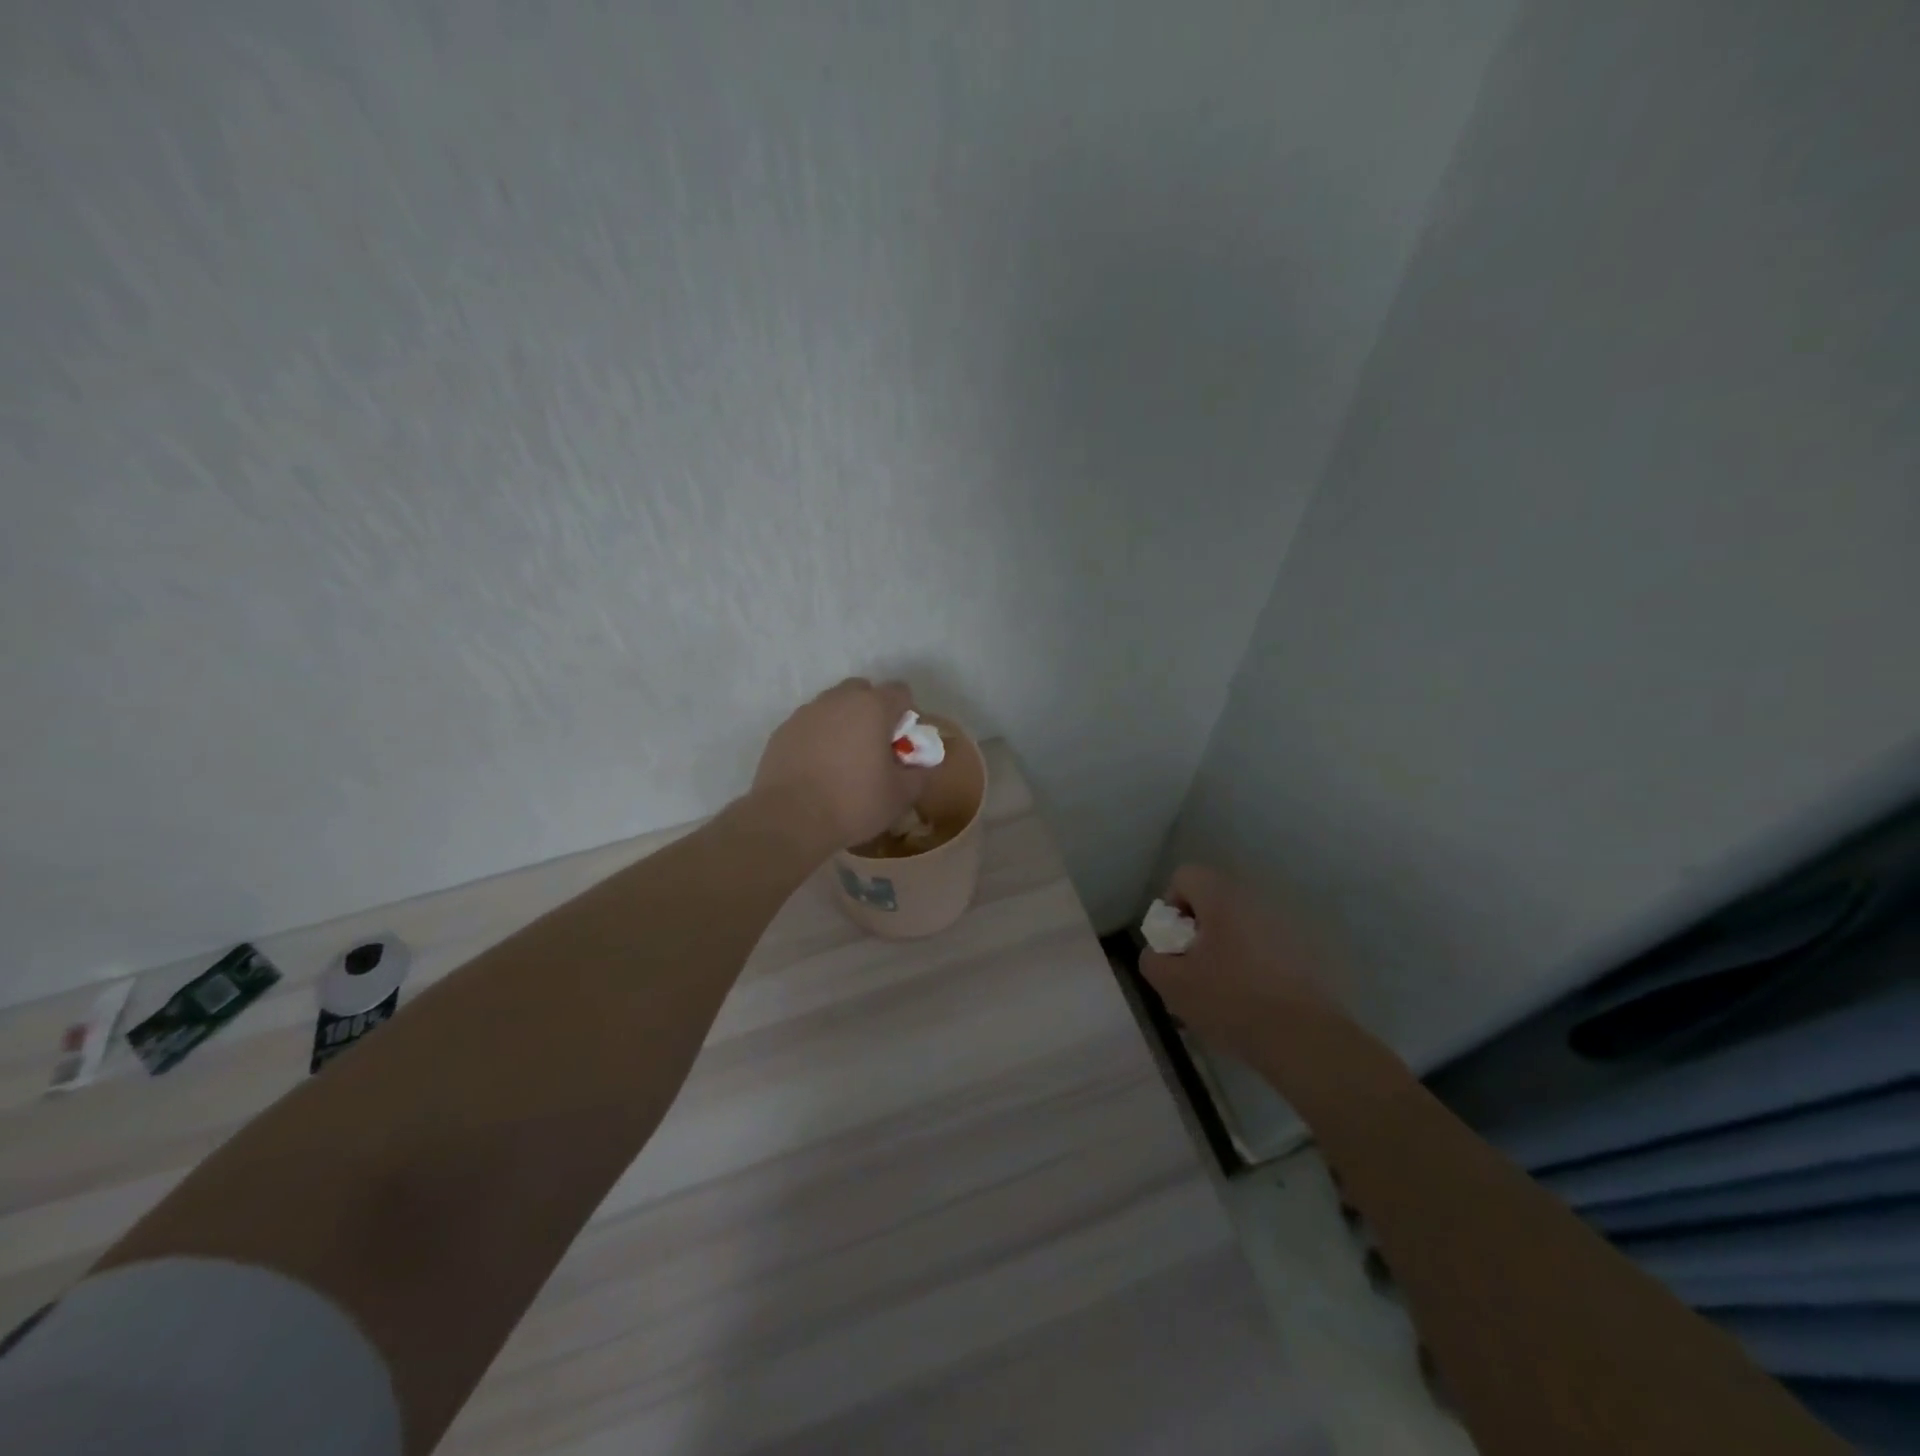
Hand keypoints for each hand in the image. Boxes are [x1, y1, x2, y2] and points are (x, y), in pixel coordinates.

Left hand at [753, 678, 927, 851]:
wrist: (789, 819)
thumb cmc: (854, 802)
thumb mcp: (901, 795)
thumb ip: (919, 773)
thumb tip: (923, 765)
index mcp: (873, 707)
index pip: (900, 692)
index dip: (906, 715)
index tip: (902, 743)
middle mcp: (838, 700)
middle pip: (863, 691)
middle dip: (872, 712)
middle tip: (874, 747)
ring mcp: (806, 713)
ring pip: (833, 706)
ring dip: (843, 723)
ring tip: (843, 761)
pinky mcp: (782, 730)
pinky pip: (809, 725)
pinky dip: (818, 738)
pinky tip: (817, 769)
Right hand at [1138, 865, 1344, 1063]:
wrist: (1303, 1038)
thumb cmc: (1230, 1000)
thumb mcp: (1171, 983)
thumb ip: (1153, 958)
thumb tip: (1161, 951)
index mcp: (1222, 896)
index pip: (1185, 876)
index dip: (1171, 908)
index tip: (1175, 945)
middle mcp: (1256, 898)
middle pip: (1215, 901)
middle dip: (1200, 932)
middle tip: (1196, 970)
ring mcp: (1288, 922)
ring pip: (1242, 925)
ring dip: (1228, 947)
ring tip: (1224, 990)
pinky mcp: (1310, 949)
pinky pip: (1268, 945)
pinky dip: (1256, 963)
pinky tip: (1255, 999)